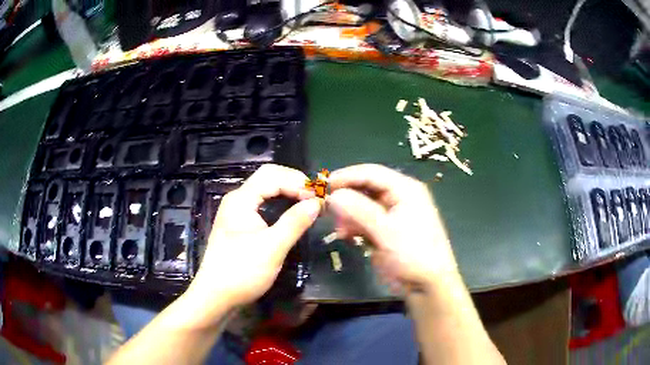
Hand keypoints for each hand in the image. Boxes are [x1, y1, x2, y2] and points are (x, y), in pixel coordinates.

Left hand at [187, 164, 321, 313]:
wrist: (216, 295)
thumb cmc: (242, 272)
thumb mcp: (272, 248)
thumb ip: (295, 222)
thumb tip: (317, 202)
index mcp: (241, 200)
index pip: (273, 176)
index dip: (298, 183)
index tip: (319, 198)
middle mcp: (237, 199)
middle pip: (268, 177)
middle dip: (293, 182)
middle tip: (315, 196)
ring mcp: (236, 211)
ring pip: (265, 190)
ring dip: (287, 191)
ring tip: (307, 202)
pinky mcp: (239, 224)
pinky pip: (262, 203)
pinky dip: (279, 202)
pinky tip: (291, 212)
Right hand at [327, 164, 458, 292]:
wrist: (426, 284)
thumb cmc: (413, 254)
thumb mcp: (386, 231)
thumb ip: (359, 211)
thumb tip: (333, 195)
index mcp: (404, 189)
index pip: (371, 173)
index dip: (346, 176)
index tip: (323, 186)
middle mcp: (397, 197)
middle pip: (364, 187)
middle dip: (346, 198)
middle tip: (327, 210)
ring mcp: (390, 214)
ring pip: (361, 205)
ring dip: (347, 214)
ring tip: (340, 229)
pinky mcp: (384, 229)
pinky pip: (363, 220)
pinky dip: (352, 225)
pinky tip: (345, 236)